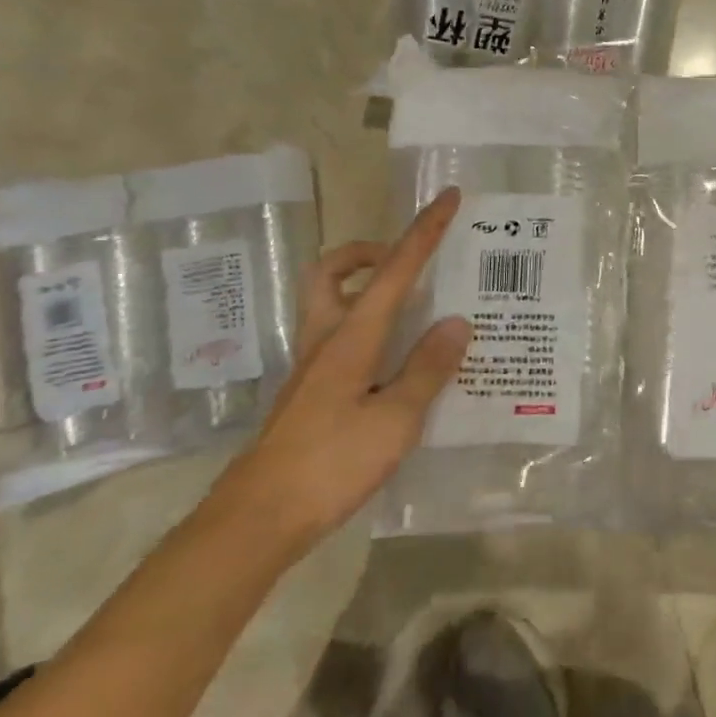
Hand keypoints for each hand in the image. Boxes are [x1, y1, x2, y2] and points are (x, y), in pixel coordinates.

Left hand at [215, 189, 470, 553]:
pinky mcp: (310, 392)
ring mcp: (313, 367)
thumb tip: (456, 322)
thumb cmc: (331, 465)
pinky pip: (339, 338)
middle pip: (334, 272)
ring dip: (365, 288)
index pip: (394, 271)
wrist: (258, 519)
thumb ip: (427, 369)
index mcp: (352, 338)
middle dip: (369, 252)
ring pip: (330, 303)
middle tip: (407, 264)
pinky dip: (368, 329)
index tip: (447, 197)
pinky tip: (397, 363)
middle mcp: (327, 340)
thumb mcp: (395, 420)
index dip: (424, 232)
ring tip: (411, 310)